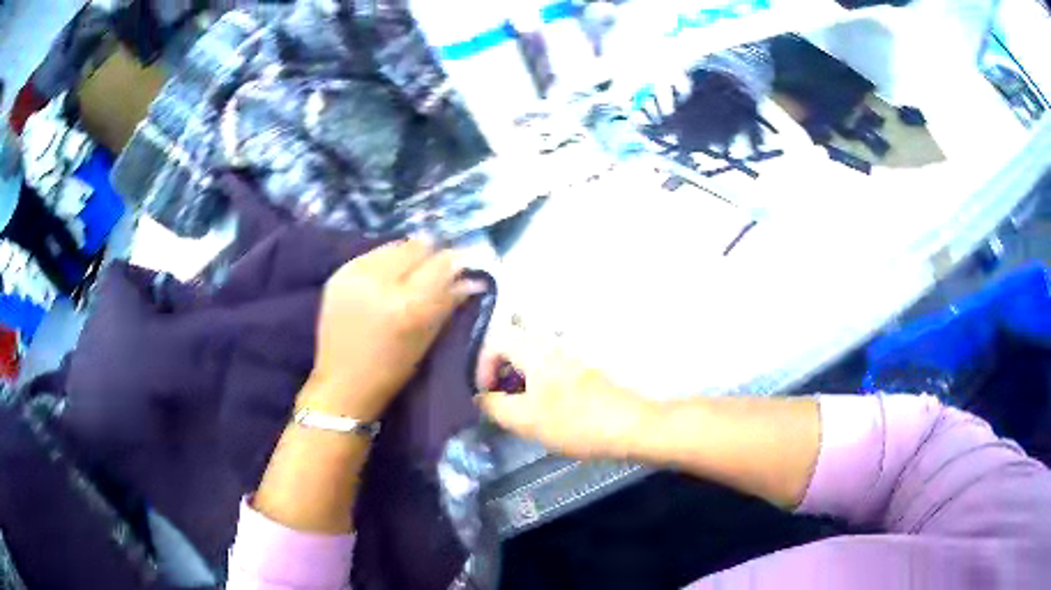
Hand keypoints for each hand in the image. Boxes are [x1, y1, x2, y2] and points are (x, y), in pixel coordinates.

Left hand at [303, 239, 485, 420]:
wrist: (342, 383)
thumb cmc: (391, 371)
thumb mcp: (427, 339)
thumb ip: (448, 302)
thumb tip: (471, 279)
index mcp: (408, 305)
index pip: (442, 264)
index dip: (457, 261)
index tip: (464, 263)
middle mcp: (380, 282)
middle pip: (417, 246)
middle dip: (431, 255)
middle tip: (436, 268)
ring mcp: (355, 274)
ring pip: (394, 245)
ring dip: (407, 256)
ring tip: (409, 273)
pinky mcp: (339, 274)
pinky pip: (372, 255)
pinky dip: (385, 262)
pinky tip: (386, 278)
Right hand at [475, 326, 654, 459]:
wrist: (630, 426)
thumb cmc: (574, 422)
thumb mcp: (525, 420)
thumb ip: (495, 406)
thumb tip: (480, 397)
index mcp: (535, 351)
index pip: (496, 340)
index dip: (482, 365)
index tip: (485, 393)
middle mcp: (553, 345)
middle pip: (514, 346)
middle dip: (500, 372)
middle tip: (500, 401)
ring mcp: (572, 356)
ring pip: (533, 359)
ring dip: (520, 380)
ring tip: (521, 409)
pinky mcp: (586, 370)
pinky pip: (551, 368)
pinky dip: (539, 384)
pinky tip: (546, 410)